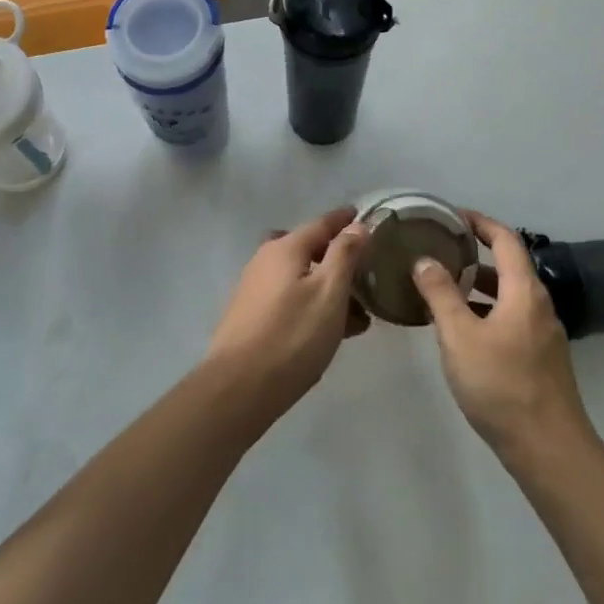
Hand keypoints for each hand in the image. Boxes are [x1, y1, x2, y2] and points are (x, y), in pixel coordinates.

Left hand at [205, 207, 370, 423]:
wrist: (239, 386)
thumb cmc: (292, 335)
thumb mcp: (329, 292)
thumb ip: (344, 255)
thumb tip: (356, 225)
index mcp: (284, 248)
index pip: (321, 223)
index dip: (344, 220)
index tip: (363, 216)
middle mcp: (265, 260)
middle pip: (306, 249)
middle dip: (335, 257)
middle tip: (363, 272)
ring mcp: (254, 288)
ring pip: (298, 277)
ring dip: (326, 287)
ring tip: (356, 315)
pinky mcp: (250, 315)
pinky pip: (289, 298)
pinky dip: (311, 304)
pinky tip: (327, 330)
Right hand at [412, 211, 592, 461]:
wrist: (548, 448)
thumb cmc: (501, 384)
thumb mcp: (459, 335)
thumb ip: (440, 293)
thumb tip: (424, 259)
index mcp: (523, 291)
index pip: (505, 239)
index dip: (480, 222)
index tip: (452, 216)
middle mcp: (538, 305)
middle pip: (508, 266)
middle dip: (474, 255)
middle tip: (438, 251)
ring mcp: (542, 334)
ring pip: (507, 296)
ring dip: (477, 287)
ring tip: (441, 289)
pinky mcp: (540, 359)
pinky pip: (510, 320)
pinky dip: (485, 313)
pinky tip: (460, 332)